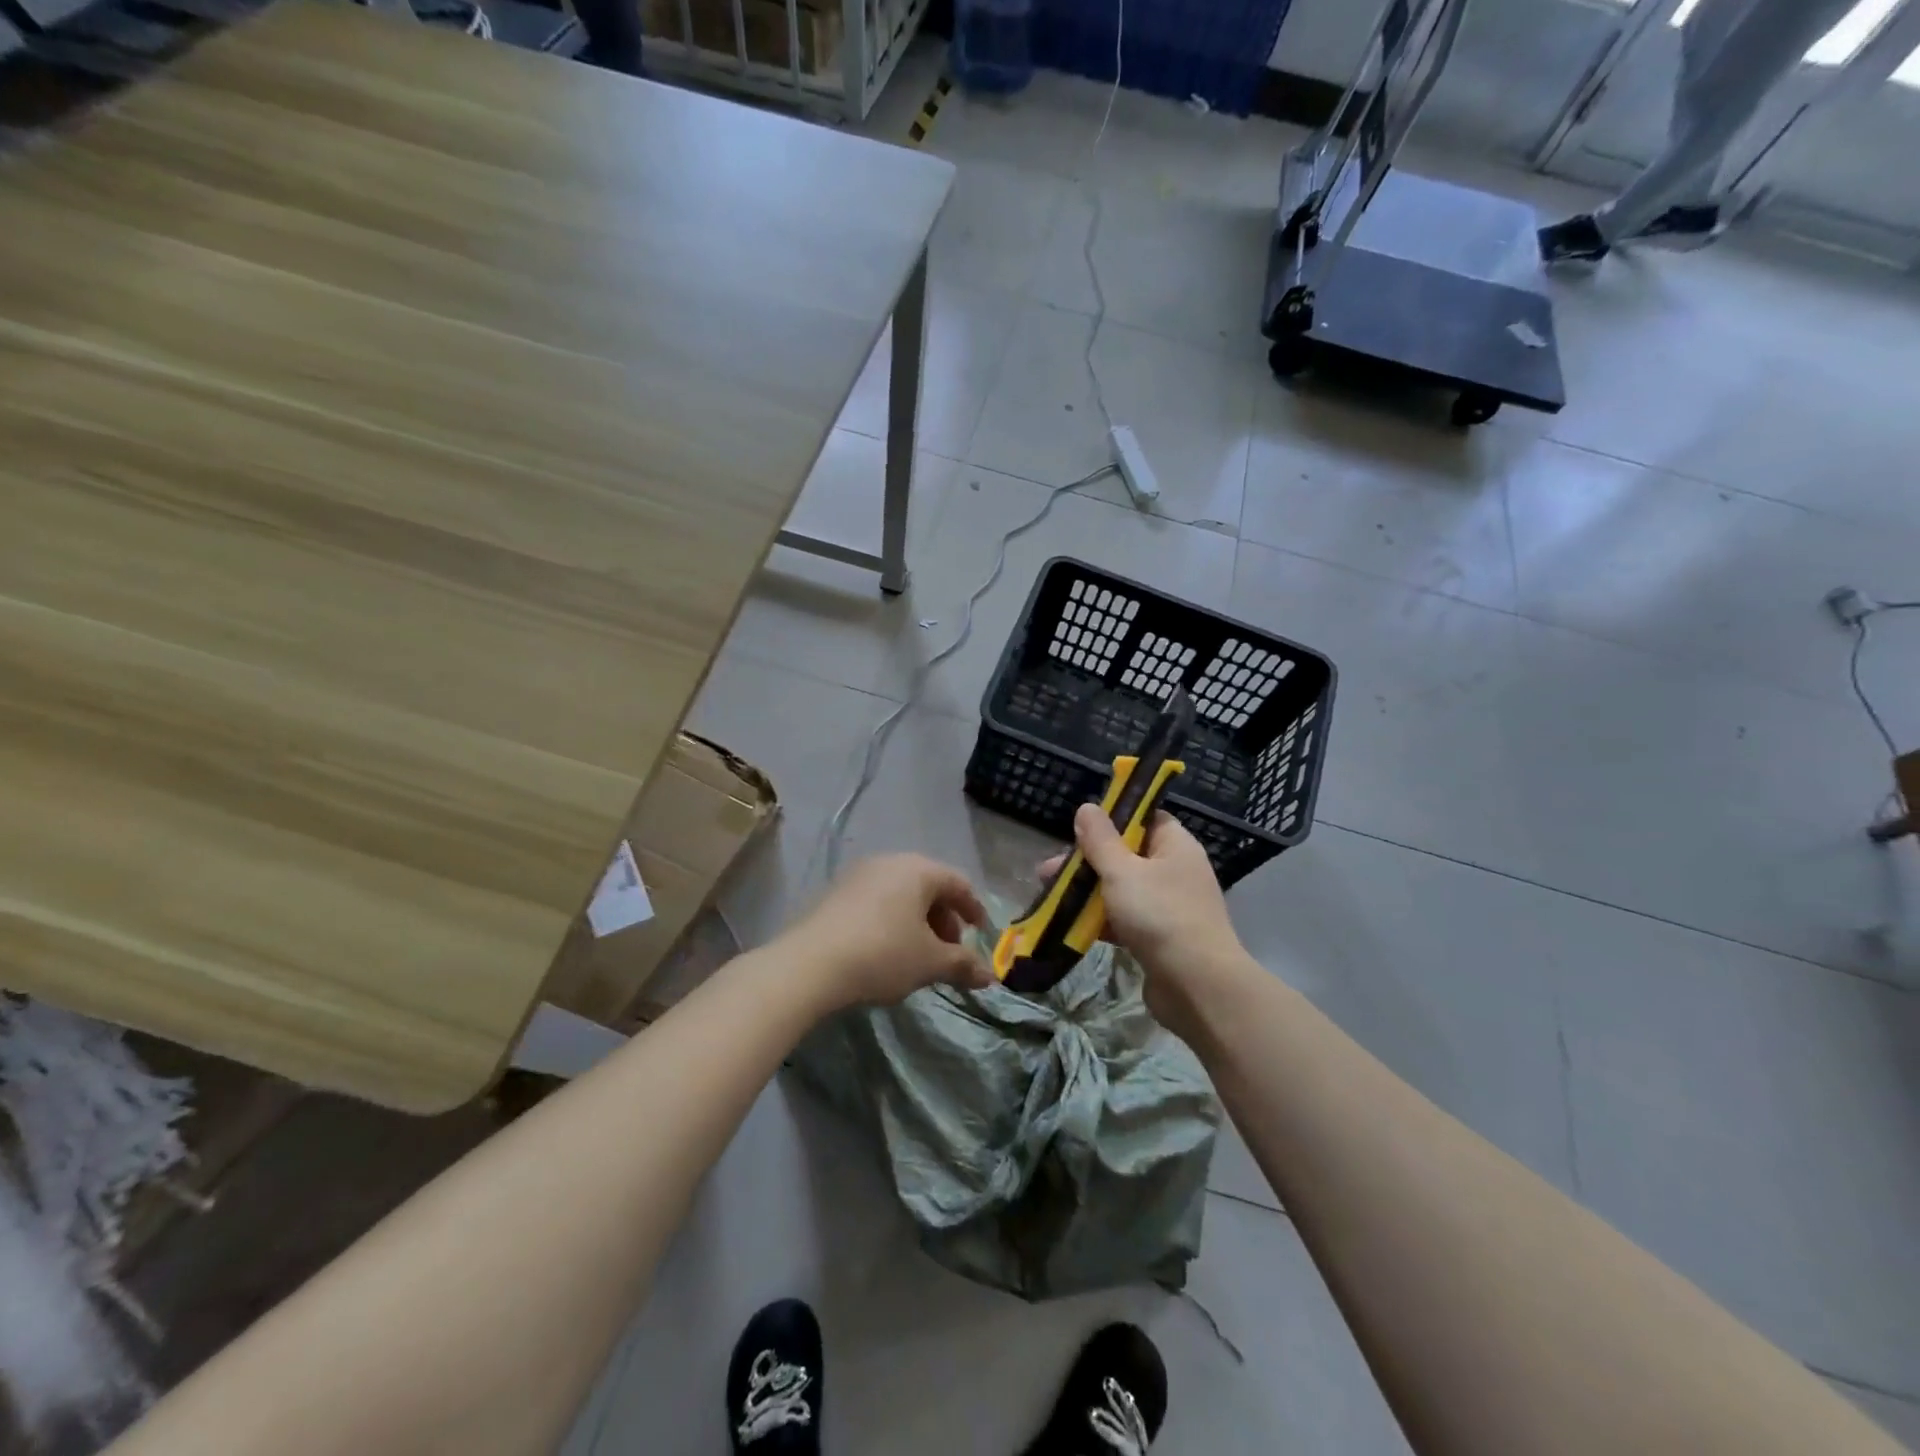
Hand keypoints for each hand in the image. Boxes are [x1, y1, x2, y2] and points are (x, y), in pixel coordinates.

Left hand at [781, 854, 992, 1011]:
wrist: (810, 964)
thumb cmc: (883, 954)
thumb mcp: (930, 963)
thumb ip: (963, 964)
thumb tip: (990, 975)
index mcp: (918, 869)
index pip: (958, 883)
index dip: (974, 909)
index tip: (981, 934)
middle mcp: (889, 862)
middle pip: (928, 886)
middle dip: (944, 919)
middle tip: (949, 951)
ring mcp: (859, 875)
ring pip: (901, 894)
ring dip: (917, 922)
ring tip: (918, 955)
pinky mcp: (835, 892)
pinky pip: (877, 901)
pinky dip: (891, 921)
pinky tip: (887, 951)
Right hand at [1039, 804, 1243, 1036]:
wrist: (1197, 986)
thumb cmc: (1159, 915)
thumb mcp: (1122, 871)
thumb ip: (1100, 840)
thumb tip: (1087, 807)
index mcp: (1175, 845)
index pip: (1145, 818)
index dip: (1114, 818)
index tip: (1080, 827)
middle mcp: (1176, 871)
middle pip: (1127, 855)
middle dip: (1088, 861)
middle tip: (1049, 869)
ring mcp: (1170, 907)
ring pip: (1123, 889)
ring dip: (1089, 892)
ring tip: (1051, 896)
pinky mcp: (1161, 939)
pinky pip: (1126, 919)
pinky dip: (1101, 920)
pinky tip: (1071, 924)